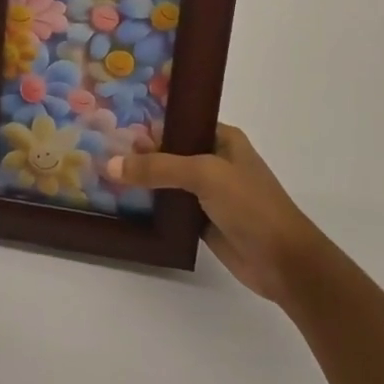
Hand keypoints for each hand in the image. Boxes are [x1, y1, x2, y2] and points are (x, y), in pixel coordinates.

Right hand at [106, 125, 319, 305]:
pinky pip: (168, 206)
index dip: (148, 121)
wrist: (284, 262)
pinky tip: (120, 200)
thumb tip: (110, 165)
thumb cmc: (251, 205)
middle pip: (168, 150)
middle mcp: (213, 160)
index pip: (178, 121)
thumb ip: (157, 167)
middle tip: (98, 147)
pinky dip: (149, 204)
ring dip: (141, 179)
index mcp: (222, 138)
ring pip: (166, 180)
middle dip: (138, 151)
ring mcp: (207, 192)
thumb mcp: (204, 175)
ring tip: (101, 171)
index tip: (112, 121)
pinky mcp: (200, 220)